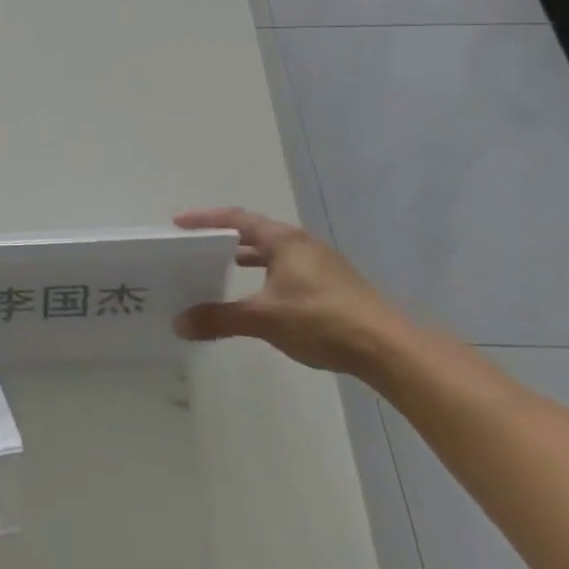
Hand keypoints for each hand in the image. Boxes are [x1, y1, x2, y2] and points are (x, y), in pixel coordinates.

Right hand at [172, 207, 418, 375]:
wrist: (390, 350)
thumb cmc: (321, 319)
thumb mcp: (263, 318)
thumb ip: (219, 317)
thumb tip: (178, 323)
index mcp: (284, 241)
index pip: (236, 219)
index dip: (205, 219)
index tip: (178, 223)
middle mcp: (303, 246)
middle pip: (255, 233)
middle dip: (224, 238)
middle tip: (195, 247)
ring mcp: (322, 267)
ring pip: (274, 254)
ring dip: (246, 259)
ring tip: (219, 270)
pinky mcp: (334, 289)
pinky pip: (287, 272)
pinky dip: (265, 276)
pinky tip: (259, 298)